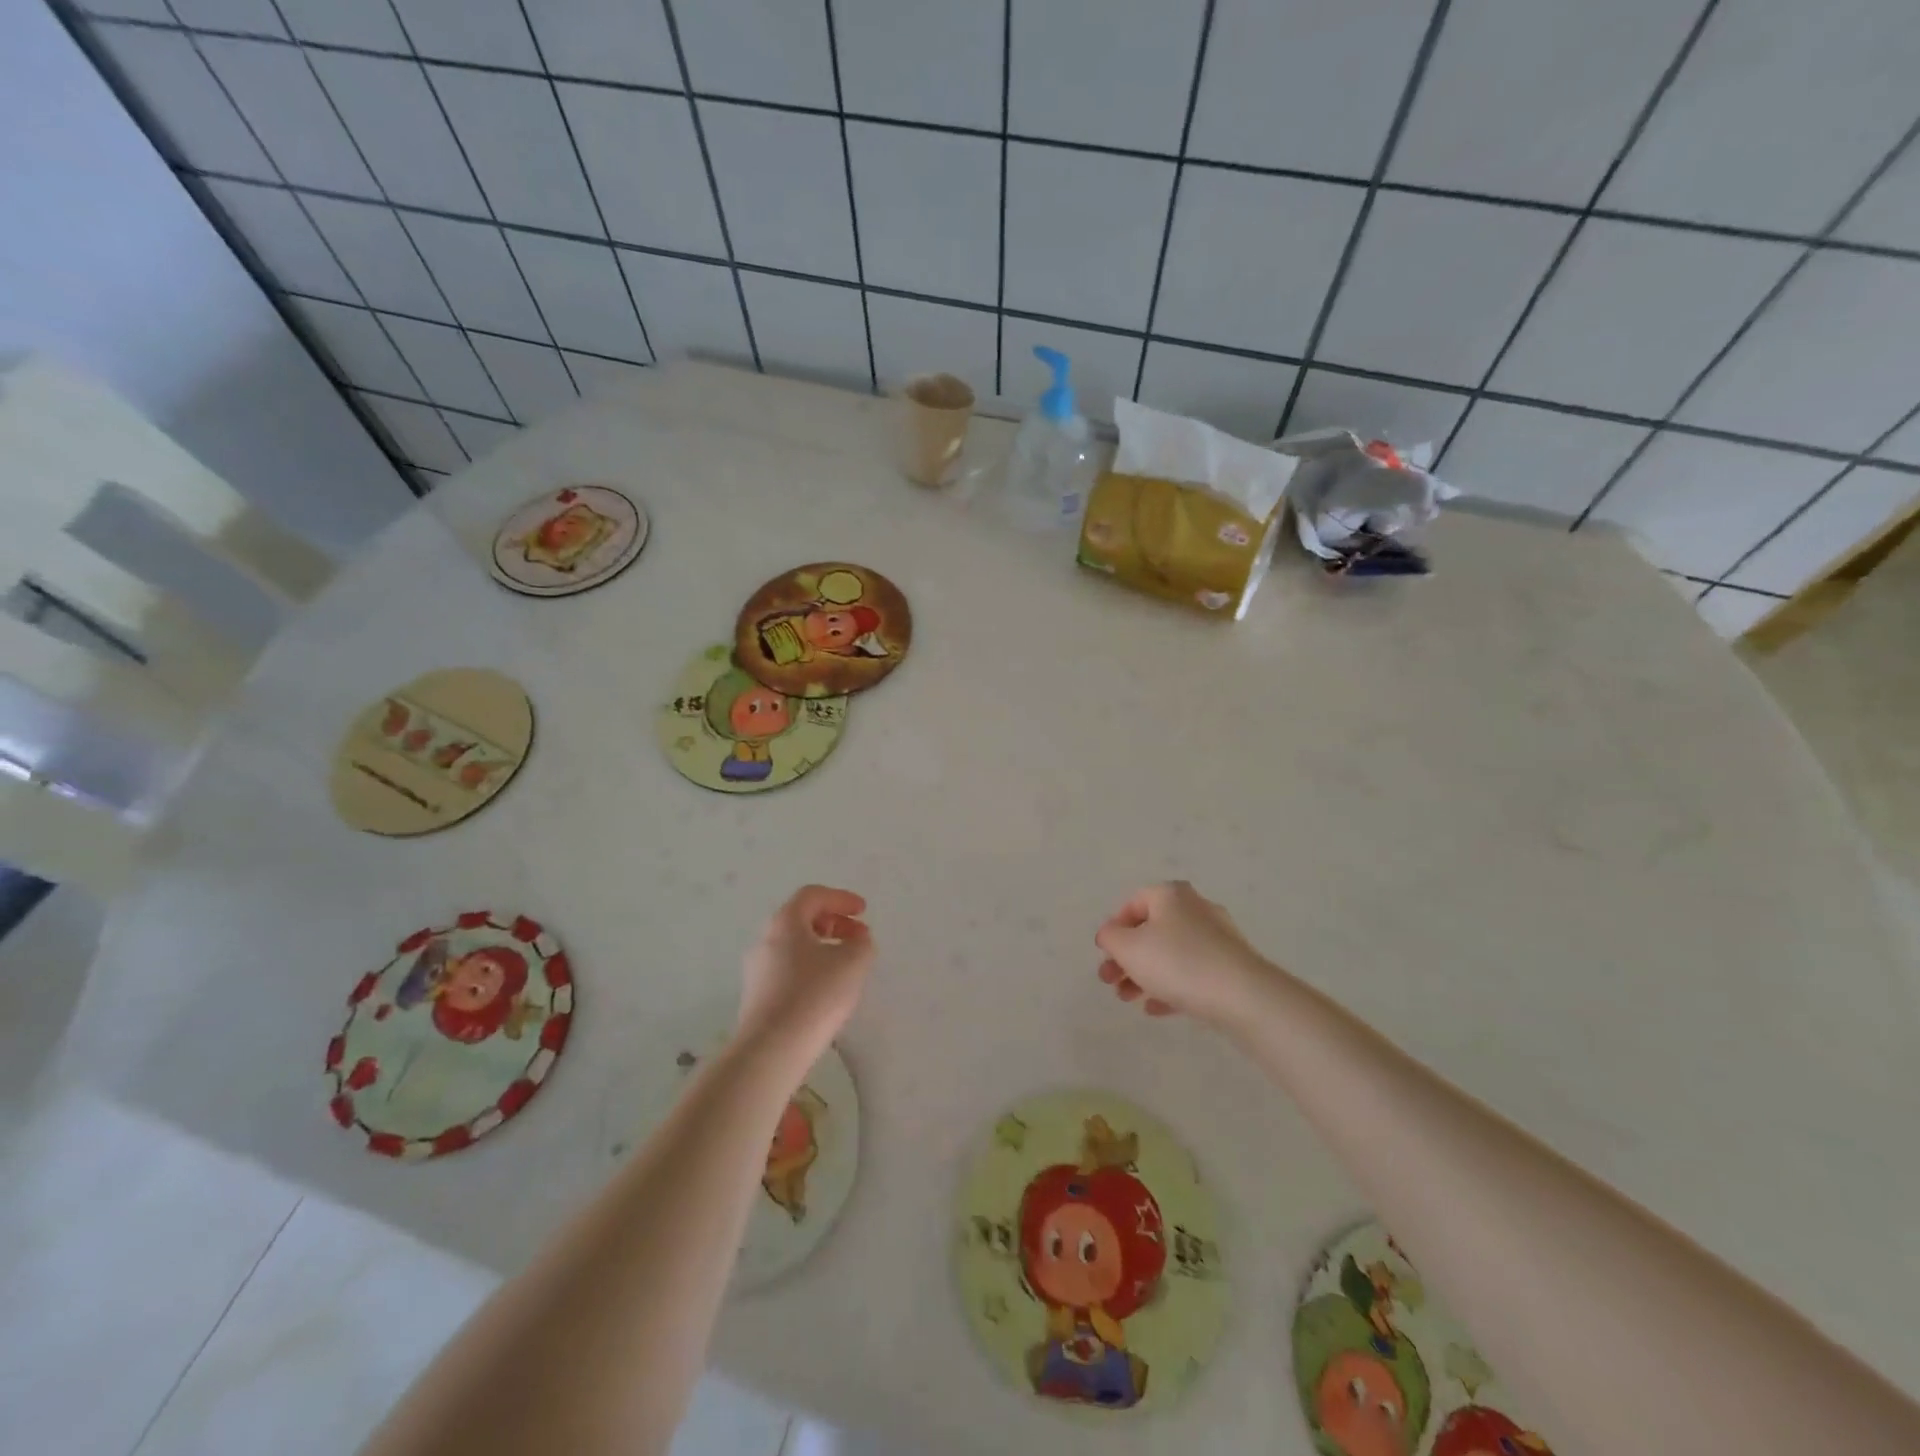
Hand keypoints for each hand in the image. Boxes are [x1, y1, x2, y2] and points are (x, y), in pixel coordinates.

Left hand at [737, 886, 873, 1070]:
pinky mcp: (757, 997)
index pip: (813, 895)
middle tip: (859, 938)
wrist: (771, 1050)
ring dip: (823, 947)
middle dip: (834, 923)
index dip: (841, 898)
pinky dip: (811, 968)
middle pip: (802, 919)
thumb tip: (857, 942)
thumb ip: (862, 945)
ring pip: (795, 946)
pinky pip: (788, 970)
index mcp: (785, 922)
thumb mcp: (853, 963)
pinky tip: (827, 990)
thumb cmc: (814, 995)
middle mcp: (765, 939)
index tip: (863, 911)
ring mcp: (757, 970)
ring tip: (848, 966)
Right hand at [1093, 881, 1268, 1025]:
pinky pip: (1192, 972)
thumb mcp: (1128, 948)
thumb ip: (1110, 937)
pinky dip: (1170, 987)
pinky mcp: (1230, 966)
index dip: (1114, 928)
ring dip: (1144, 975)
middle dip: (1126, 957)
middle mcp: (1196, 909)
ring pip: (1171, 953)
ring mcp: (1217, 938)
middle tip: (1109, 981)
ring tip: (1128, 999)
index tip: (1105, 954)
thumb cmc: (1177, 962)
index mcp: (1171, 895)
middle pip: (1151, 930)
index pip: (1133, 903)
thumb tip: (1110, 934)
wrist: (1242, 996)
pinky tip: (1155, 1009)